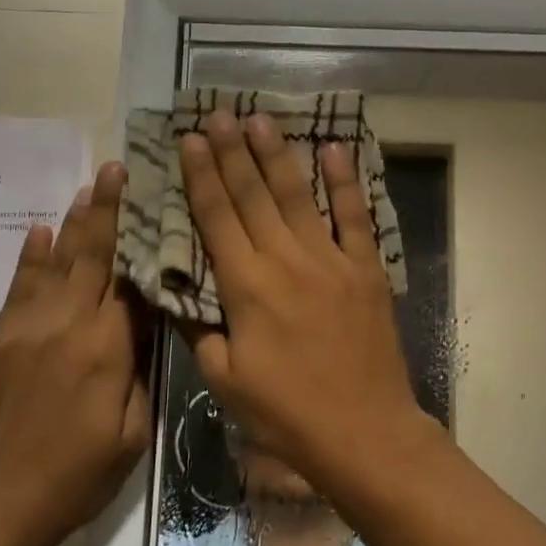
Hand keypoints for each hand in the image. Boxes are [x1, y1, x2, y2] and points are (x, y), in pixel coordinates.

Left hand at [0, 161, 151, 545]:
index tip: (154, 201)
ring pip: (56, 262)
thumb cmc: (73, 479)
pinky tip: (41, 230)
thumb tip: (145, 327)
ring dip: (73, 222)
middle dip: (106, 209)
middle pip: (91, 256)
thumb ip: (140, 375)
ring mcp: (26, 328)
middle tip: (116, 168)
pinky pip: (20, 285)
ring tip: (88, 187)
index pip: (131, 281)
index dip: (143, 241)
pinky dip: (33, 255)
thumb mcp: (130, 437)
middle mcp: (66, 325)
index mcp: (105, 350)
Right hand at [178, 112, 433, 489]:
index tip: (191, 139)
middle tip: (219, 113)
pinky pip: (354, 217)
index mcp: (246, 287)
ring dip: (277, 155)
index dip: (202, 175)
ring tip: (260, 120)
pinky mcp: (366, 271)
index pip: (216, 218)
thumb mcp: (225, 381)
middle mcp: (286, 261)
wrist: (364, 432)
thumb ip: (200, 331)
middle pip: (253, 195)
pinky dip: (345, 182)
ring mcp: (331, 261)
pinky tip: (334, 150)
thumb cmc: (287, 414)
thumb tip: (179, 294)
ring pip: (298, 196)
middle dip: (232, 152)